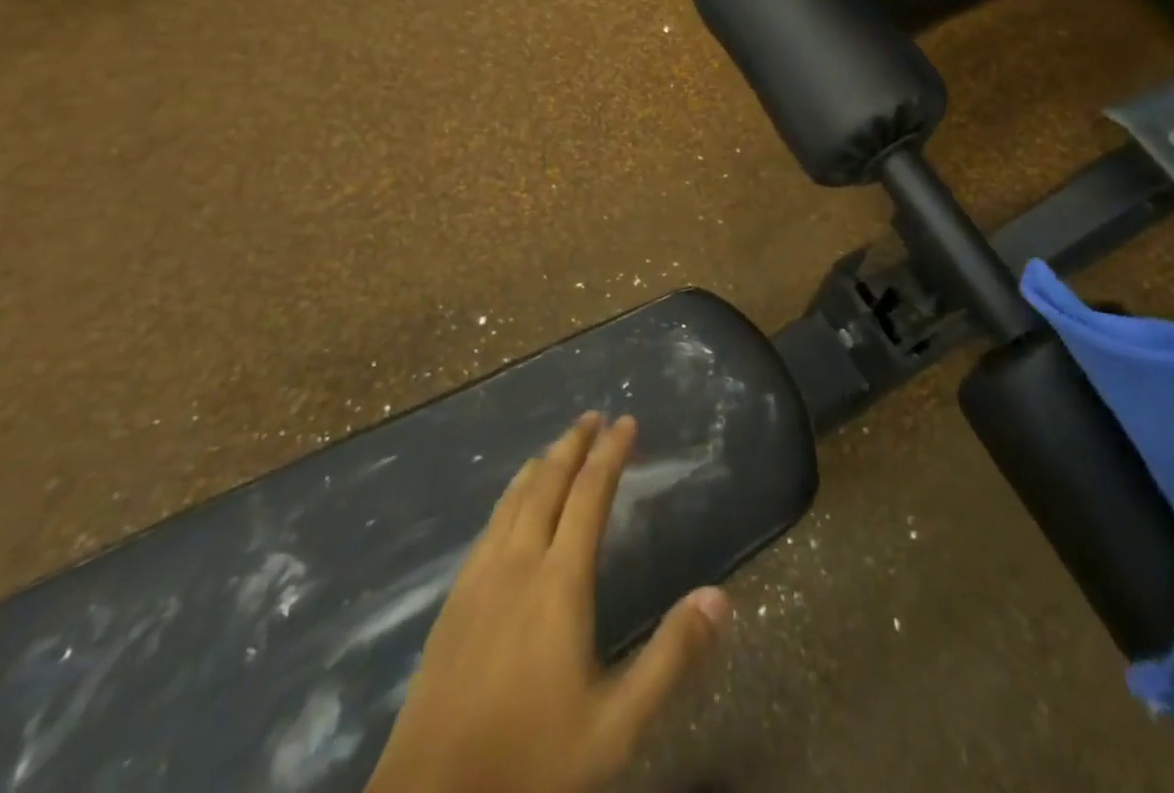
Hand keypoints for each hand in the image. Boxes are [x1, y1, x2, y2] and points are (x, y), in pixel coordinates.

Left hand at [365, 413, 730, 792]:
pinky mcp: (453, 602)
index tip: (626, 421)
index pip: (590, 495)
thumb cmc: (532, 763)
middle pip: (548, 484)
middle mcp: (518, 563)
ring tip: (556, 446)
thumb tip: (720, 596)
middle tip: (592, 416)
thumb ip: (670, 658)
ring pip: (513, 500)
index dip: (610, 453)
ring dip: (540, 465)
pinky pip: (488, 526)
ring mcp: (479, 579)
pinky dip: (509, 497)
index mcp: (559, 582)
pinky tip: (509, 507)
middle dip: (573, 445)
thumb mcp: (616, 726)